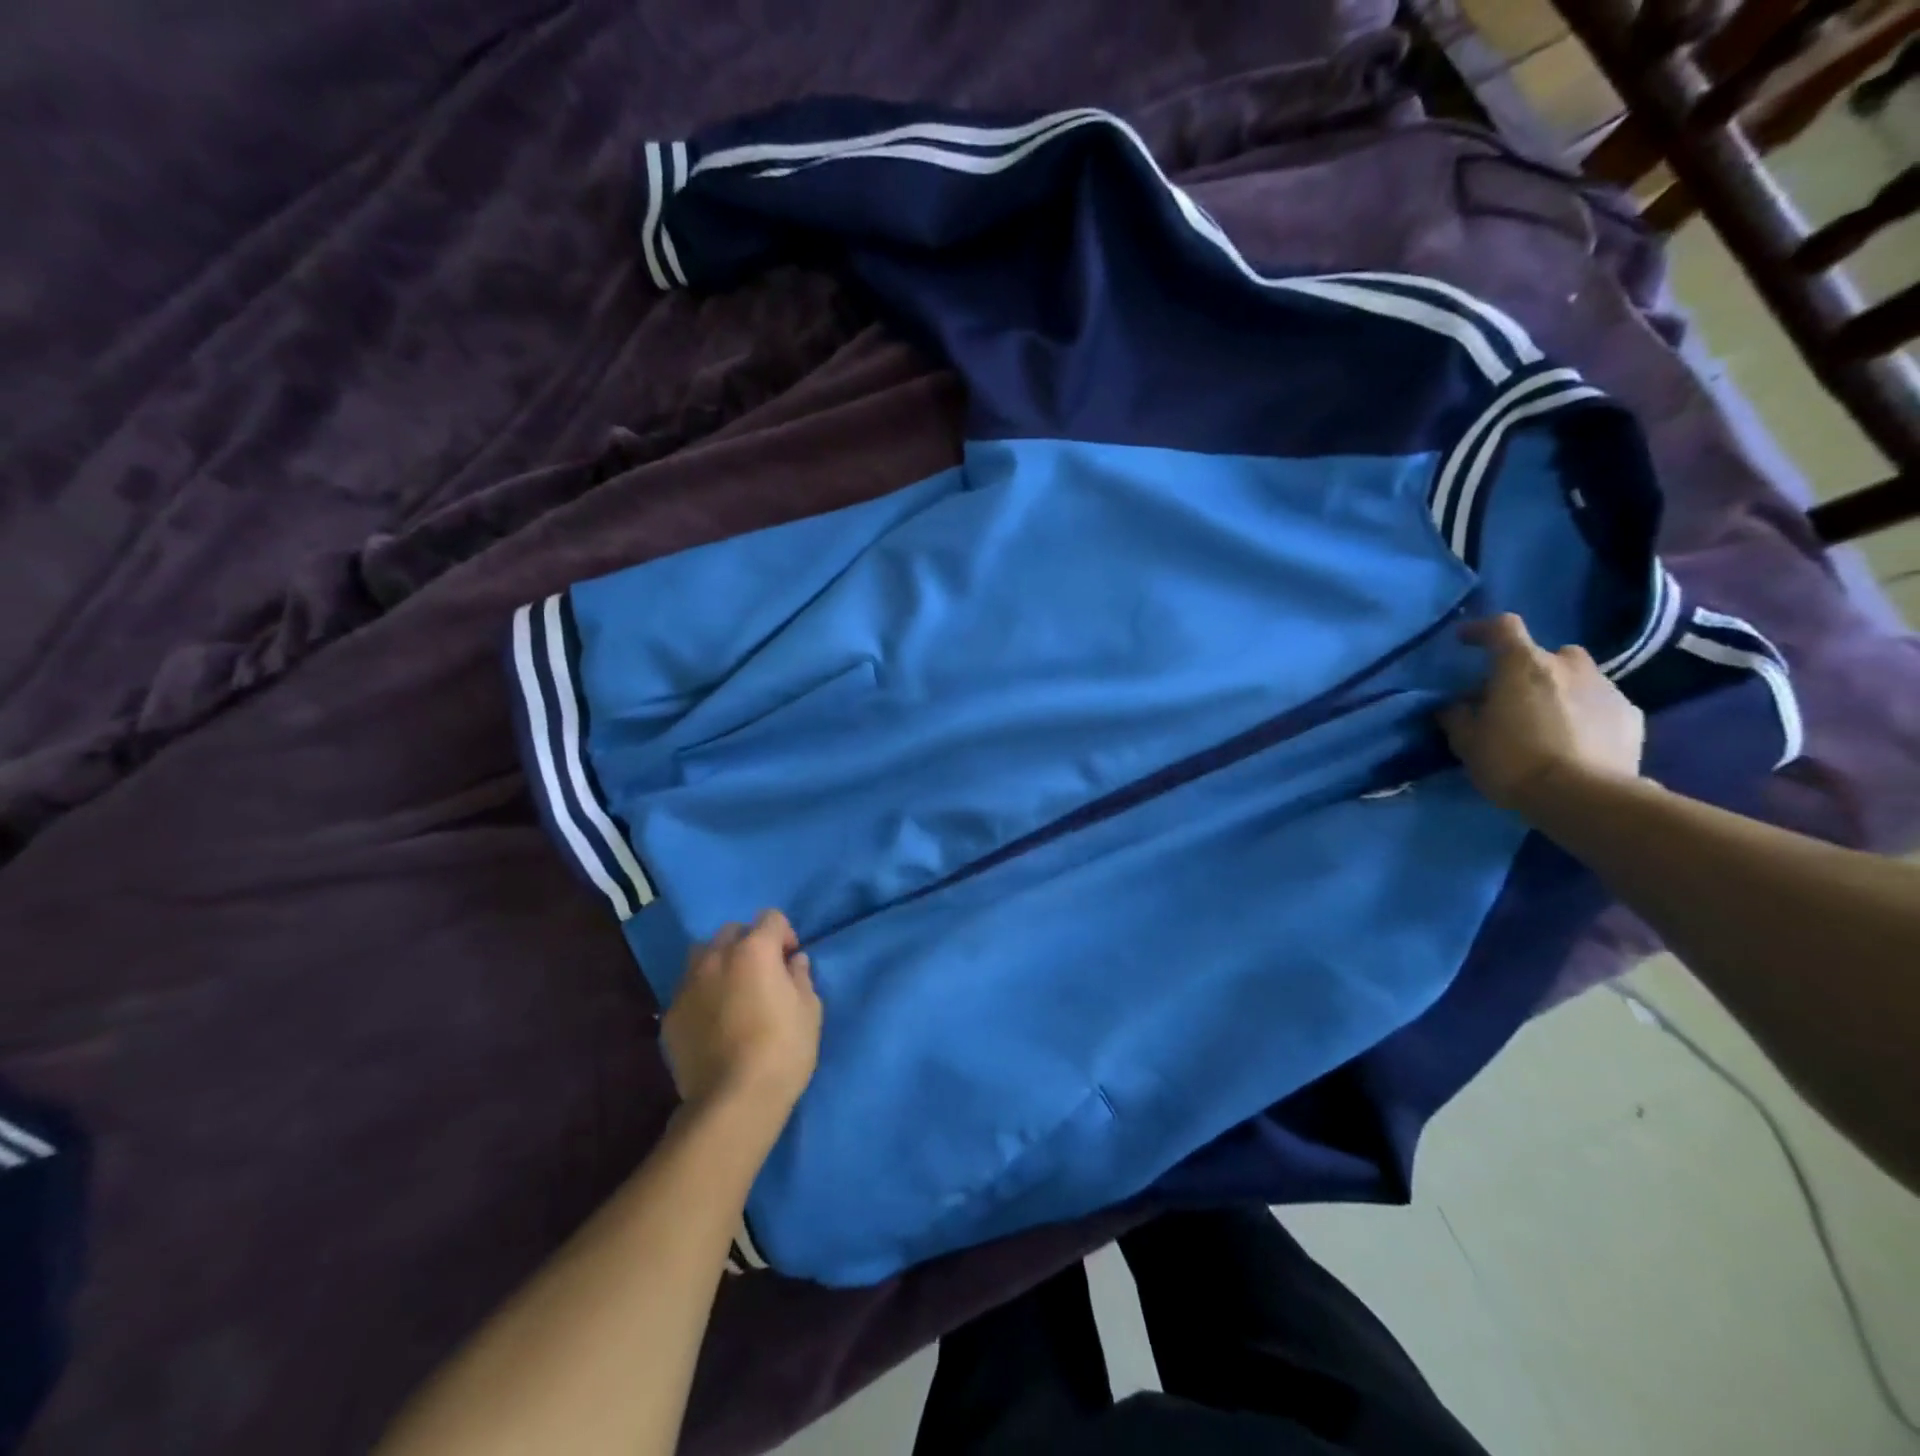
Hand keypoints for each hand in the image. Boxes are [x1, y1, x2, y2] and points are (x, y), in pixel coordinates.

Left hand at [663, 910, 821, 1128]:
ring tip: (731, 992)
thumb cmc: (782, 1050)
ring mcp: (688, 984)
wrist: (732, 1101)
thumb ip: (801, 977)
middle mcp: (717, 957)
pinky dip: (701, 994)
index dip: (785, 936)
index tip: (790, 962)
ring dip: (719, 963)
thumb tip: (794, 962)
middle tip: (761, 975)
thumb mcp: (810, 1011)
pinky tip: (713, 1021)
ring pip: (703, 955)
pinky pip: (688, 989)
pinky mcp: (670, 1013)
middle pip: (733, 931)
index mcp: (755, 950)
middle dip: (749, 944)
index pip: (771, 918)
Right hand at [1439, 613, 1644, 814]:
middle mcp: (1569, 666)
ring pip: (1578, 677)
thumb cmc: (1513, 760)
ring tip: (1546, 721)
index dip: (1481, 630)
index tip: (1464, 641)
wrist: (1584, 797)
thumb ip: (1457, 715)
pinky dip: (1586, 713)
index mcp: (1522, 665)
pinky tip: (1576, 740)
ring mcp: (1606, 688)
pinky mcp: (1632, 715)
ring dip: (1560, 690)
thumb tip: (1455, 705)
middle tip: (1512, 696)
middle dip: (1529, 668)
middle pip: (1547, 654)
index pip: (1502, 627)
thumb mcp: (1466, 741)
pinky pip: (1601, 704)